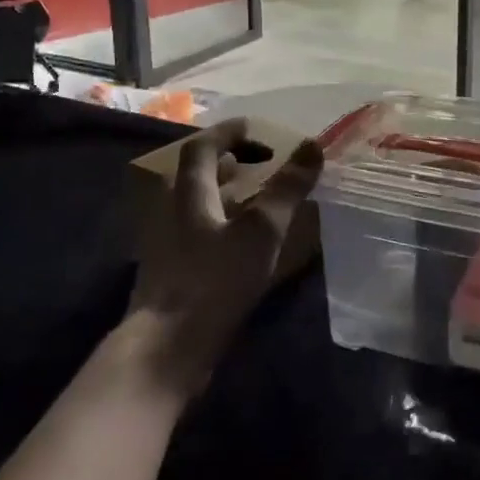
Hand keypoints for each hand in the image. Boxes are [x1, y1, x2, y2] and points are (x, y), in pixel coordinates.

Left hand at [126, 119, 324, 393]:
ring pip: (199, 207)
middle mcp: (172, 213)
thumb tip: (312, 144)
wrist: (166, 350)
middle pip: (197, 176)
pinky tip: (245, 245)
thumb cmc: (214, 280)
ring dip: (227, 195)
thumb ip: (287, 188)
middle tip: (261, 164)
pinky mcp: (173, 276)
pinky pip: (200, 234)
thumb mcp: (261, 230)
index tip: (257, 129)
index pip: (203, 148)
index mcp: (189, 194)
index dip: (229, 133)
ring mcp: (169, 247)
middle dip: (229, 164)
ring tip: (259, 200)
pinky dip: (224, 225)